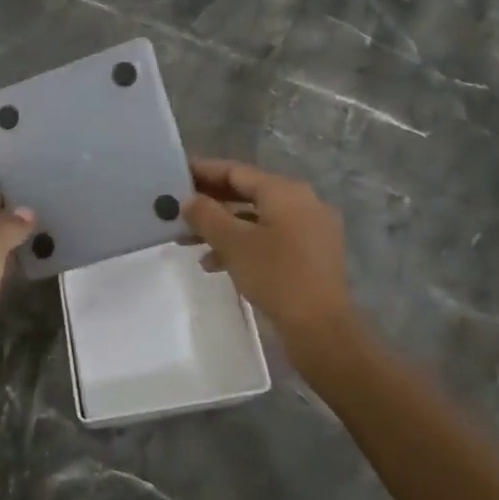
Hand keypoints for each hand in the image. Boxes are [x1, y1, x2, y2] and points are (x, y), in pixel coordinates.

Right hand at [183, 158, 360, 374]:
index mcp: (285, 191)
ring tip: (189, 242)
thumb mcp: (233, 243)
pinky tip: (216, 263)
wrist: (321, 329)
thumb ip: (206, 215)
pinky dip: (243, 244)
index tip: (177, 175)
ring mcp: (310, 229)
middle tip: (179, 209)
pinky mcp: (311, 255)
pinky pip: (270, 238)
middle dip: (211, 203)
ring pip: (257, 218)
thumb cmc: (276, 276)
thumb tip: (190, 200)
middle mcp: (302, 202)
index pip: (236, 171)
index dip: (204, 171)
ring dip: (223, 227)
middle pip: (247, 193)